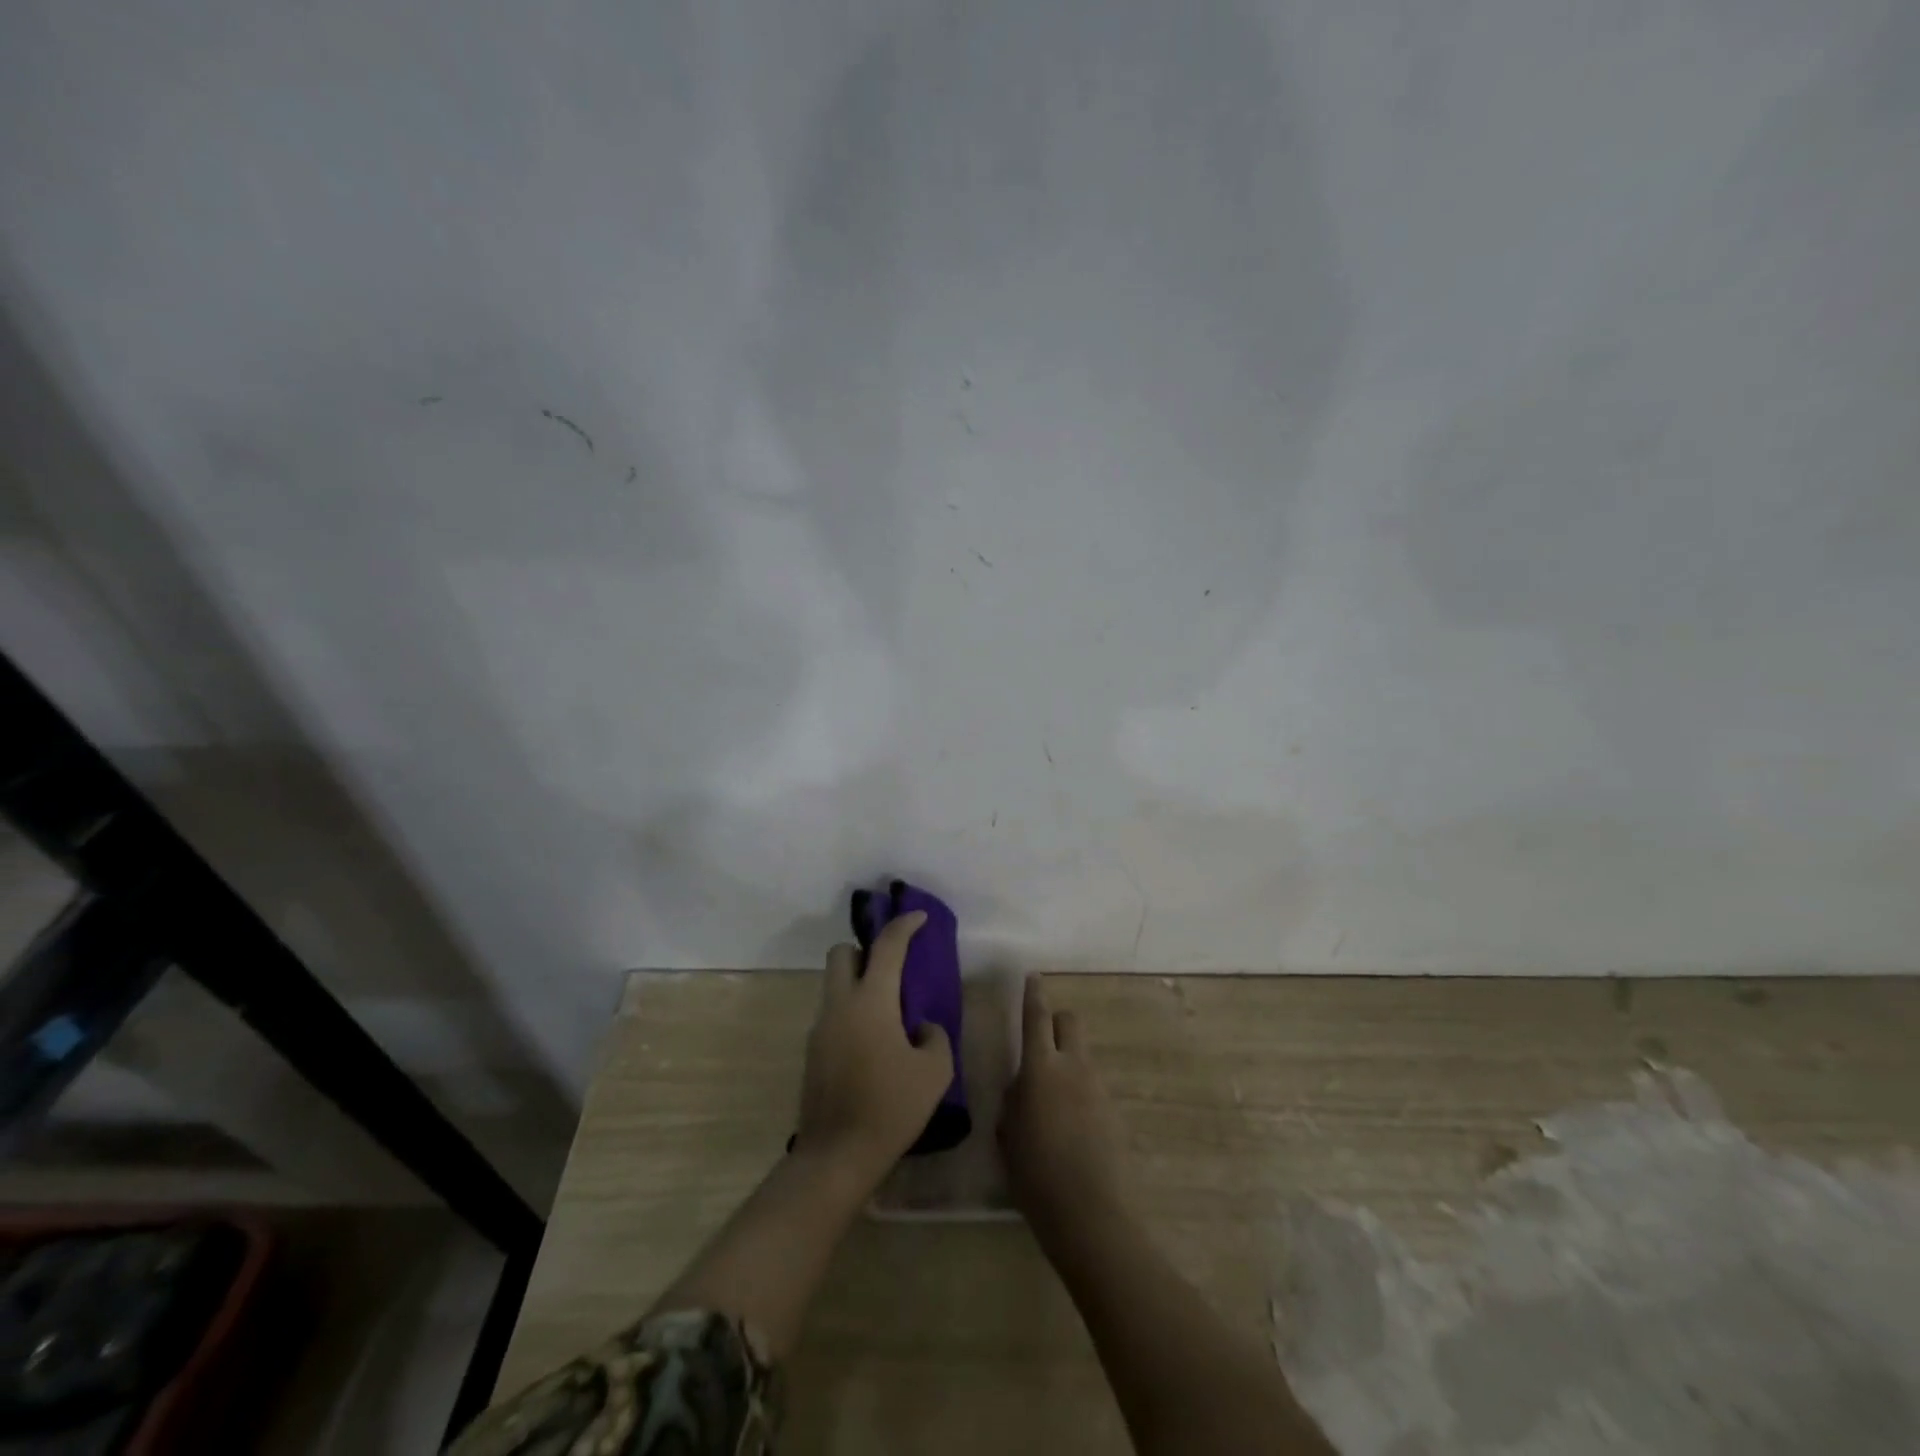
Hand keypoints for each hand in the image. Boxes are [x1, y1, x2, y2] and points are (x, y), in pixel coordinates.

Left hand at [797, 911, 954, 1183]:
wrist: (836, 1156)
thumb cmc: (891, 1108)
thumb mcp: (934, 1072)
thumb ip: (934, 1036)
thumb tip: (921, 1027)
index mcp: (871, 1001)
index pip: (887, 946)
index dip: (904, 925)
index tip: (919, 917)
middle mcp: (840, 1005)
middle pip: (842, 953)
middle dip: (865, 950)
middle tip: (892, 968)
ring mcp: (820, 1028)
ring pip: (834, 984)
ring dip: (858, 983)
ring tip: (888, 1012)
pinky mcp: (812, 1052)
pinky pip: (833, 1014)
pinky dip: (851, 1013)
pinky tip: (873, 1044)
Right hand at [999, 975, 1126, 1243]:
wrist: (1090, 1214)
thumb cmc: (1035, 1175)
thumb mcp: (1008, 1135)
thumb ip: (1014, 1100)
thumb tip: (1022, 1086)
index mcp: (1040, 1069)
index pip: (1036, 1017)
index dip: (1033, 994)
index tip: (1033, 976)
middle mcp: (1073, 1067)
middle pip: (1069, 1021)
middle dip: (1056, 1021)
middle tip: (1041, 1042)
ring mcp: (1098, 1087)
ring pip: (1082, 1054)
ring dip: (1067, 1060)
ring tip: (1052, 1100)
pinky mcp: (1114, 1110)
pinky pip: (1092, 1085)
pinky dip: (1080, 1091)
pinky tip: (1070, 1127)